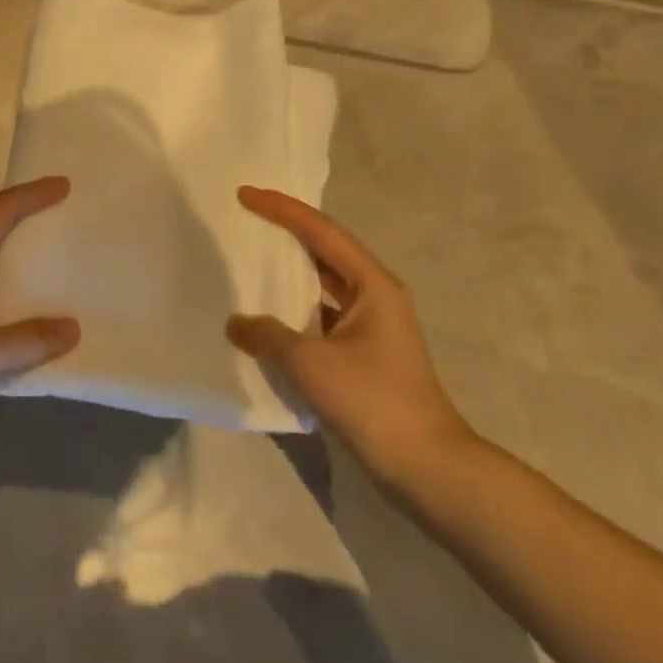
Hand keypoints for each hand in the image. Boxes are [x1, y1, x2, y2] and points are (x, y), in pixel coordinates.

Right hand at [228, 186, 475, 496]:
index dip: (282, 209)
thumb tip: (237, 323)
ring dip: (288, 274)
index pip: (321, 231)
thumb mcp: (311, 363)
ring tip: (248, 263)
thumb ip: (268, 335)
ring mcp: (371, 327)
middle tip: (245, 220)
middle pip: (324, 251)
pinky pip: (320, 318)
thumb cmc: (373, 401)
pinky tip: (265, 319)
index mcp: (372, 284)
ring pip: (322, 286)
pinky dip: (293, 312)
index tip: (245, 194)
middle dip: (285, 234)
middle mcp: (375, 296)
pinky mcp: (363, 355)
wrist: (426, 467)